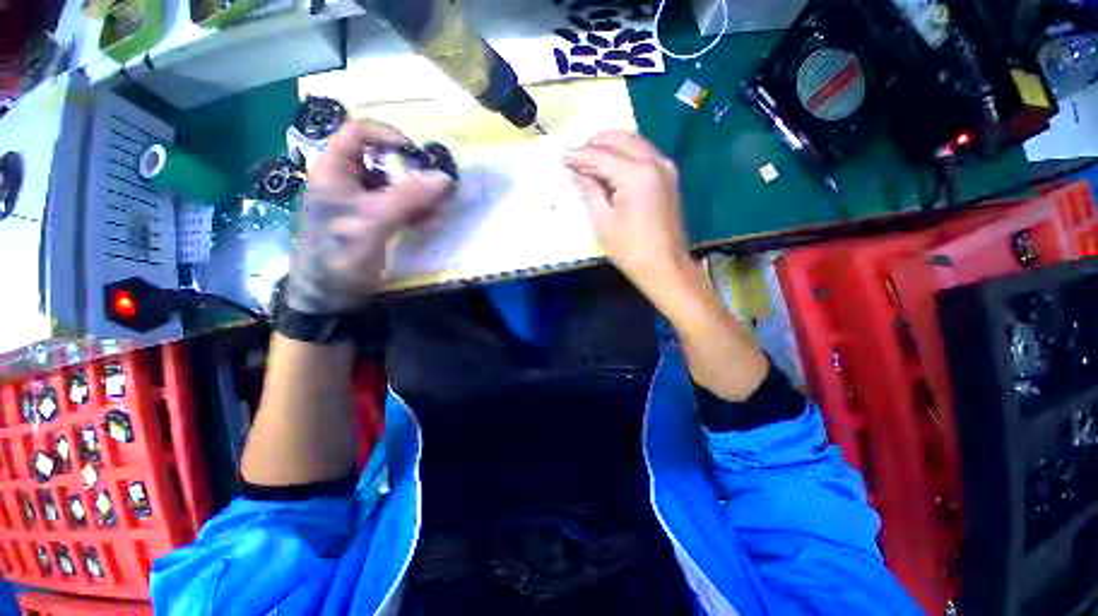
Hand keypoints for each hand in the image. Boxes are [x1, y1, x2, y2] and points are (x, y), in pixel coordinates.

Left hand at [287, 119, 453, 313]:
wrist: (331, 296)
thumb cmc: (340, 255)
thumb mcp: (374, 223)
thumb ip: (408, 198)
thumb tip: (446, 178)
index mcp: (334, 170)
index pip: (359, 133)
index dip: (389, 138)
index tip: (418, 158)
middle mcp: (347, 180)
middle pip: (381, 158)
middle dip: (411, 170)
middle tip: (435, 186)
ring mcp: (361, 201)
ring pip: (393, 182)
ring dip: (417, 191)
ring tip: (435, 207)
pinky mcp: (373, 220)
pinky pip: (398, 204)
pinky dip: (415, 208)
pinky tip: (427, 220)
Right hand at [565, 131, 692, 303]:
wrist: (665, 267)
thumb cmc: (630, 249)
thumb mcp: (602, 221)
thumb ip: (589, 189)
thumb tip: (576, 171)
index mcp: (637, 173)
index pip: (602, 154)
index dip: (580, 155)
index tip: (562, 158)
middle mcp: (655, 161)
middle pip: (621, 138)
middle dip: (596, 143)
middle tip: (575, 155)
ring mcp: (665, 167)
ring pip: (634, 142)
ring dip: (611, 145)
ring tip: (589, 158)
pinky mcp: (669, 177)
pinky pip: (644, 154)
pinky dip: (625, 154)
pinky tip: (611, 166)